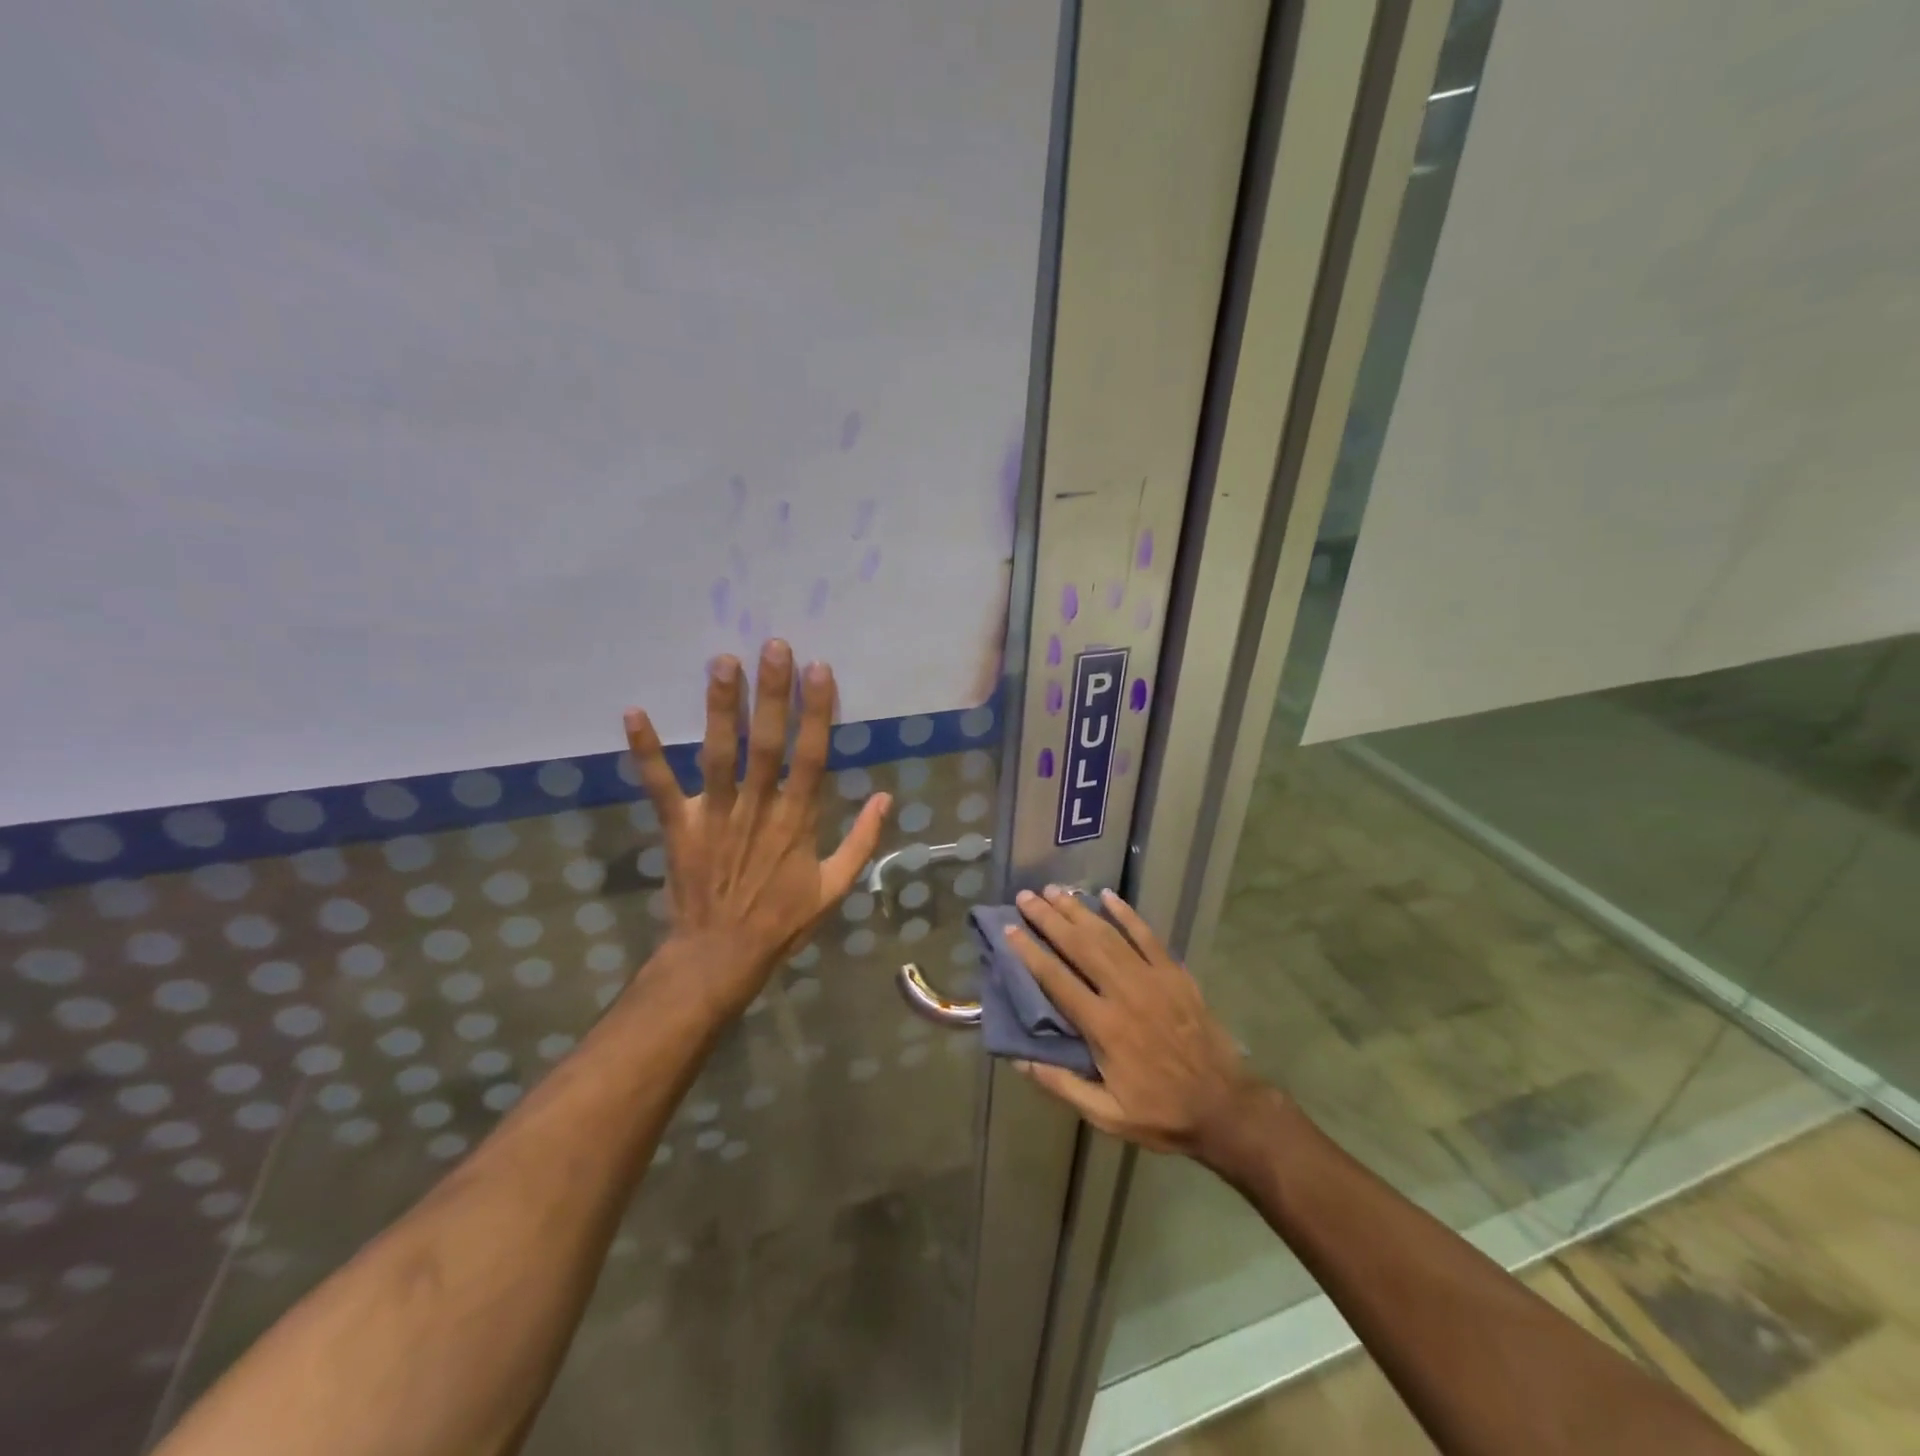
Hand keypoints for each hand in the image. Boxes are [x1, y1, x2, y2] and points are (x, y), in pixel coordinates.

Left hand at [623, 641, 891, 1017]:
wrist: (721, 957)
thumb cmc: (782, 921)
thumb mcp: (835, 887)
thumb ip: (862, 841)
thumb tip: (886, 797)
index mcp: (798, 821)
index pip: (811, 757)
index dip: (817, 712)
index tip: (819, 670)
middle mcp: (758, 809)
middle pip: (767, 743)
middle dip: (773, 693)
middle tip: (773, 645)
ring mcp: (714, 815)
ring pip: (720, 754)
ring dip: (721, 708)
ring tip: (722, 661)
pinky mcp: (678, 826)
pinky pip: (660, 785)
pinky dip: (646, 751)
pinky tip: (633, 713)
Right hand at [1005, 886, 1261, 1161]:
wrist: (1225, 1107)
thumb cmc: (1161, 1113)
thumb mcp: (1107, 1115)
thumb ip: (1062, 1085)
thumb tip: (1019, 1060)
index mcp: (1104, 1027)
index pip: (1057, 980)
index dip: (1030, 952)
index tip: (1009, 930)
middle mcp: (1124, 993)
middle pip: (1080, 946)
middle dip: (1049, 919)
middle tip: (1026, 897)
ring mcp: (1153, 979)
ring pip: (1109, 935)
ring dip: (1079, 910)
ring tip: (1055, 891)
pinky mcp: (1175, 974)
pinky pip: (1147, 936)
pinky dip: (1127, 913)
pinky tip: (1108, 895)